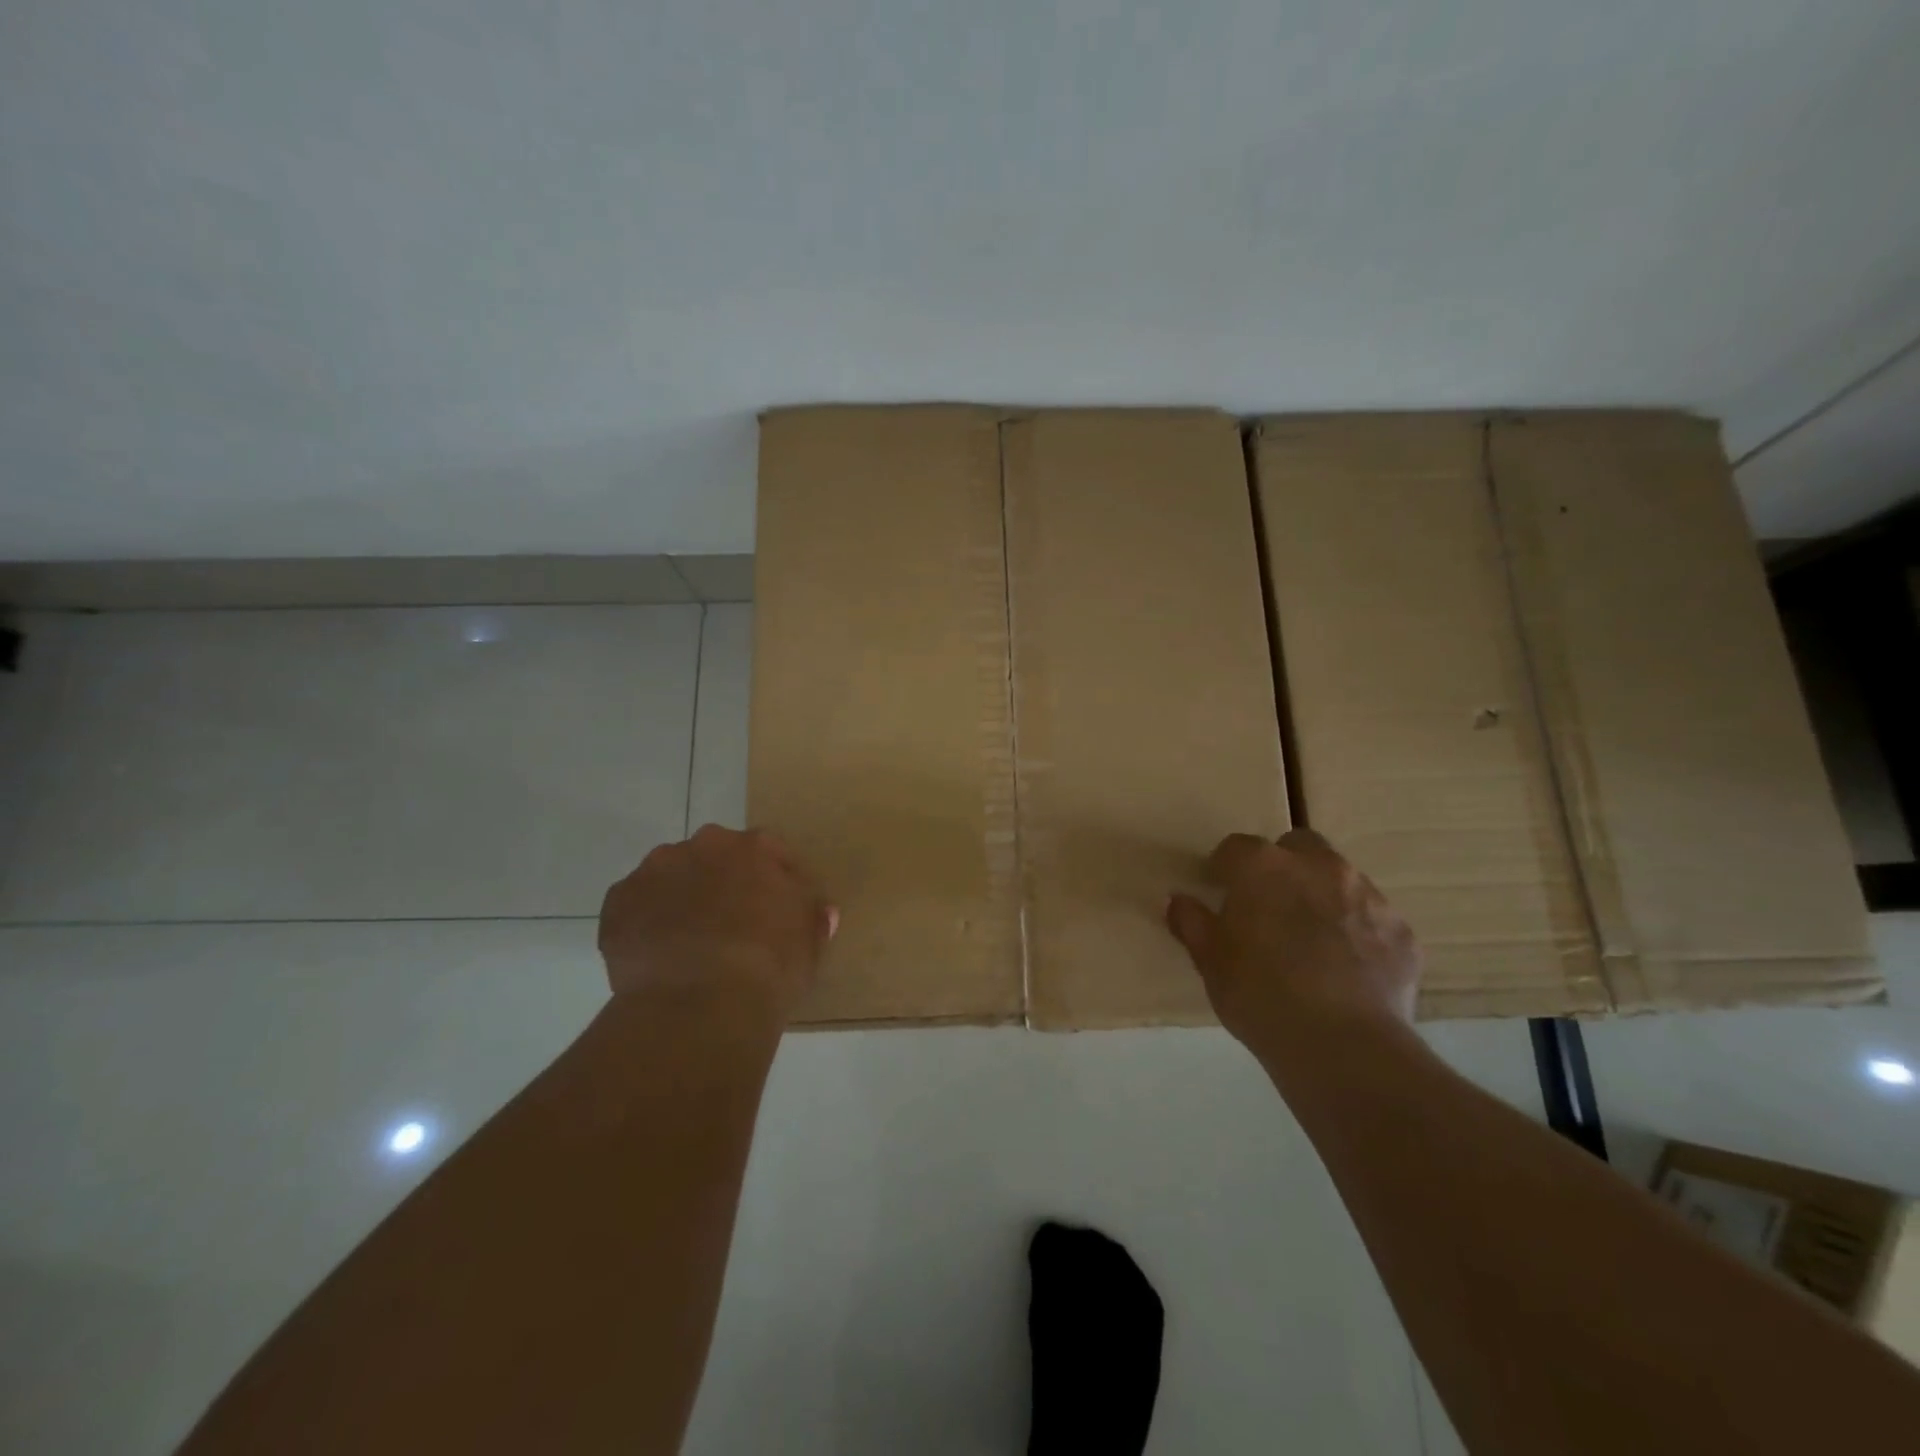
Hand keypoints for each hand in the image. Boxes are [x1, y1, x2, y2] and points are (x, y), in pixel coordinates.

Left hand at [598, 825, 837, 1021]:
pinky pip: (635, 907)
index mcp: (755, 848)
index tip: (775, 911)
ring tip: (688, 944)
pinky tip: (657, 957)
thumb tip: (820, 911)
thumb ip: (813, 918)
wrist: (701, 1005)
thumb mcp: (810, 944)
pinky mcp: (618, 902)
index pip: (769, 853)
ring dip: (679, 898)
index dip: (773, 881)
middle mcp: (704, 846)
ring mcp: (656, 871)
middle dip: (720, 882)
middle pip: (714, 857)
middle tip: (729, 924)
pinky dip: (644, 924)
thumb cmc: (769, 968)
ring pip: (671, 877)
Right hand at [1165, 829, 1420, 1056]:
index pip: (1235, 848)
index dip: (1226, 869)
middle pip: (1298, 845)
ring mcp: (1367, 896)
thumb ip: (1192, 923)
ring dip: (1323, 895)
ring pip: (1341, 879)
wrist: (1342, 1045)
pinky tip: (1348, 970)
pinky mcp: (1402, 932)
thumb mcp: (1210, 961)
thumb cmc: (1259, 994)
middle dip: (1284, 866)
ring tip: (1312, 942)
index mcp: (1263, 866)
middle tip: (1270, 907)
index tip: (1221, 892)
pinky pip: (1373, 920)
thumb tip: (1178, 901)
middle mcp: (1318, 866)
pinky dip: (1359, 933)